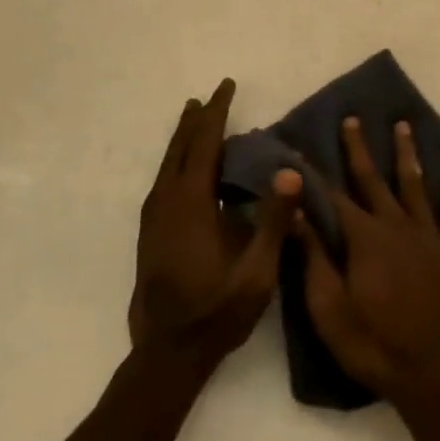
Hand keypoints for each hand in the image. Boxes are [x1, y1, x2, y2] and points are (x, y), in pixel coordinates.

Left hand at [129, 80, 300, 364]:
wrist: (167, 354)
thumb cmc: (217, 311)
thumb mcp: (257, 271)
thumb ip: (274, 220)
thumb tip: (289, 171)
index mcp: (191, 203)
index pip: (205, 144)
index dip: (216, 113)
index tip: (226, 86)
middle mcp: (167, 202)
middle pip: (181, 148)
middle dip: (197, 120)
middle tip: (210, 97)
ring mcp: (154, 219)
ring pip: (167, 164)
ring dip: (184, 139)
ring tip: (195, 120)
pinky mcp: (150, 233)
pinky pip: (163, 181)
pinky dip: (176, 161)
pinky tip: (185, 170)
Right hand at [299, 117, 439, 403]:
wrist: (430, 375)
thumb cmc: (372, 344)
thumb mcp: (329, 308)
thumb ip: (314, 257)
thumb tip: (298, 213)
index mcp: (363, 238)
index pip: (333, 196)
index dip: (314, 173)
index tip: (300, 148)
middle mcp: (396, 225)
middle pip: (374, 179)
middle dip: (360, 149)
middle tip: (353, 119)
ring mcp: (428, 236)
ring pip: (415, 184)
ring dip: (407, 154)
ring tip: (403, 125)